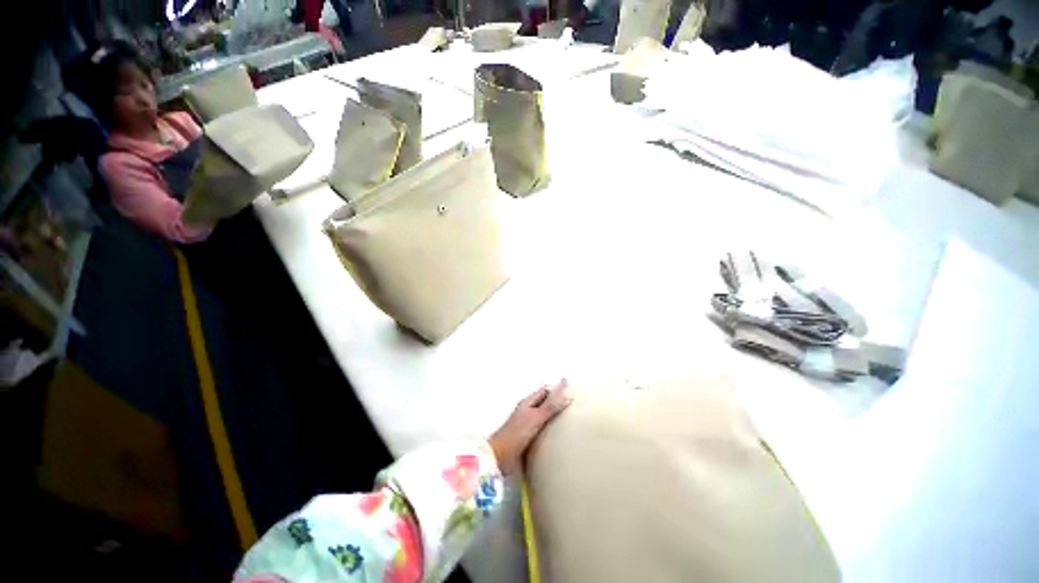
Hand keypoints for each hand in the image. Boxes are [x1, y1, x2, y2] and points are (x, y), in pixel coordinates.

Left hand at [489, 380, 572, 474]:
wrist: (499, 457)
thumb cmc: (516, 434)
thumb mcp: (536, 418)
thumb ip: (551, 406)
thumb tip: (567, 392)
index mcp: (528, 402)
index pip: (545, 390)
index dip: (557, 389)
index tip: (573, 392)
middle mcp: (527, 411)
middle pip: (545, 402)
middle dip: (557, 402)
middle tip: (574, 407)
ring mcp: (527, 424)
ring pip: (544, 416)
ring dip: (554, 417)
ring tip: (570, 421)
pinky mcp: (527, 438)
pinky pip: (543, 430)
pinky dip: (551, 430)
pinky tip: (558, 437)